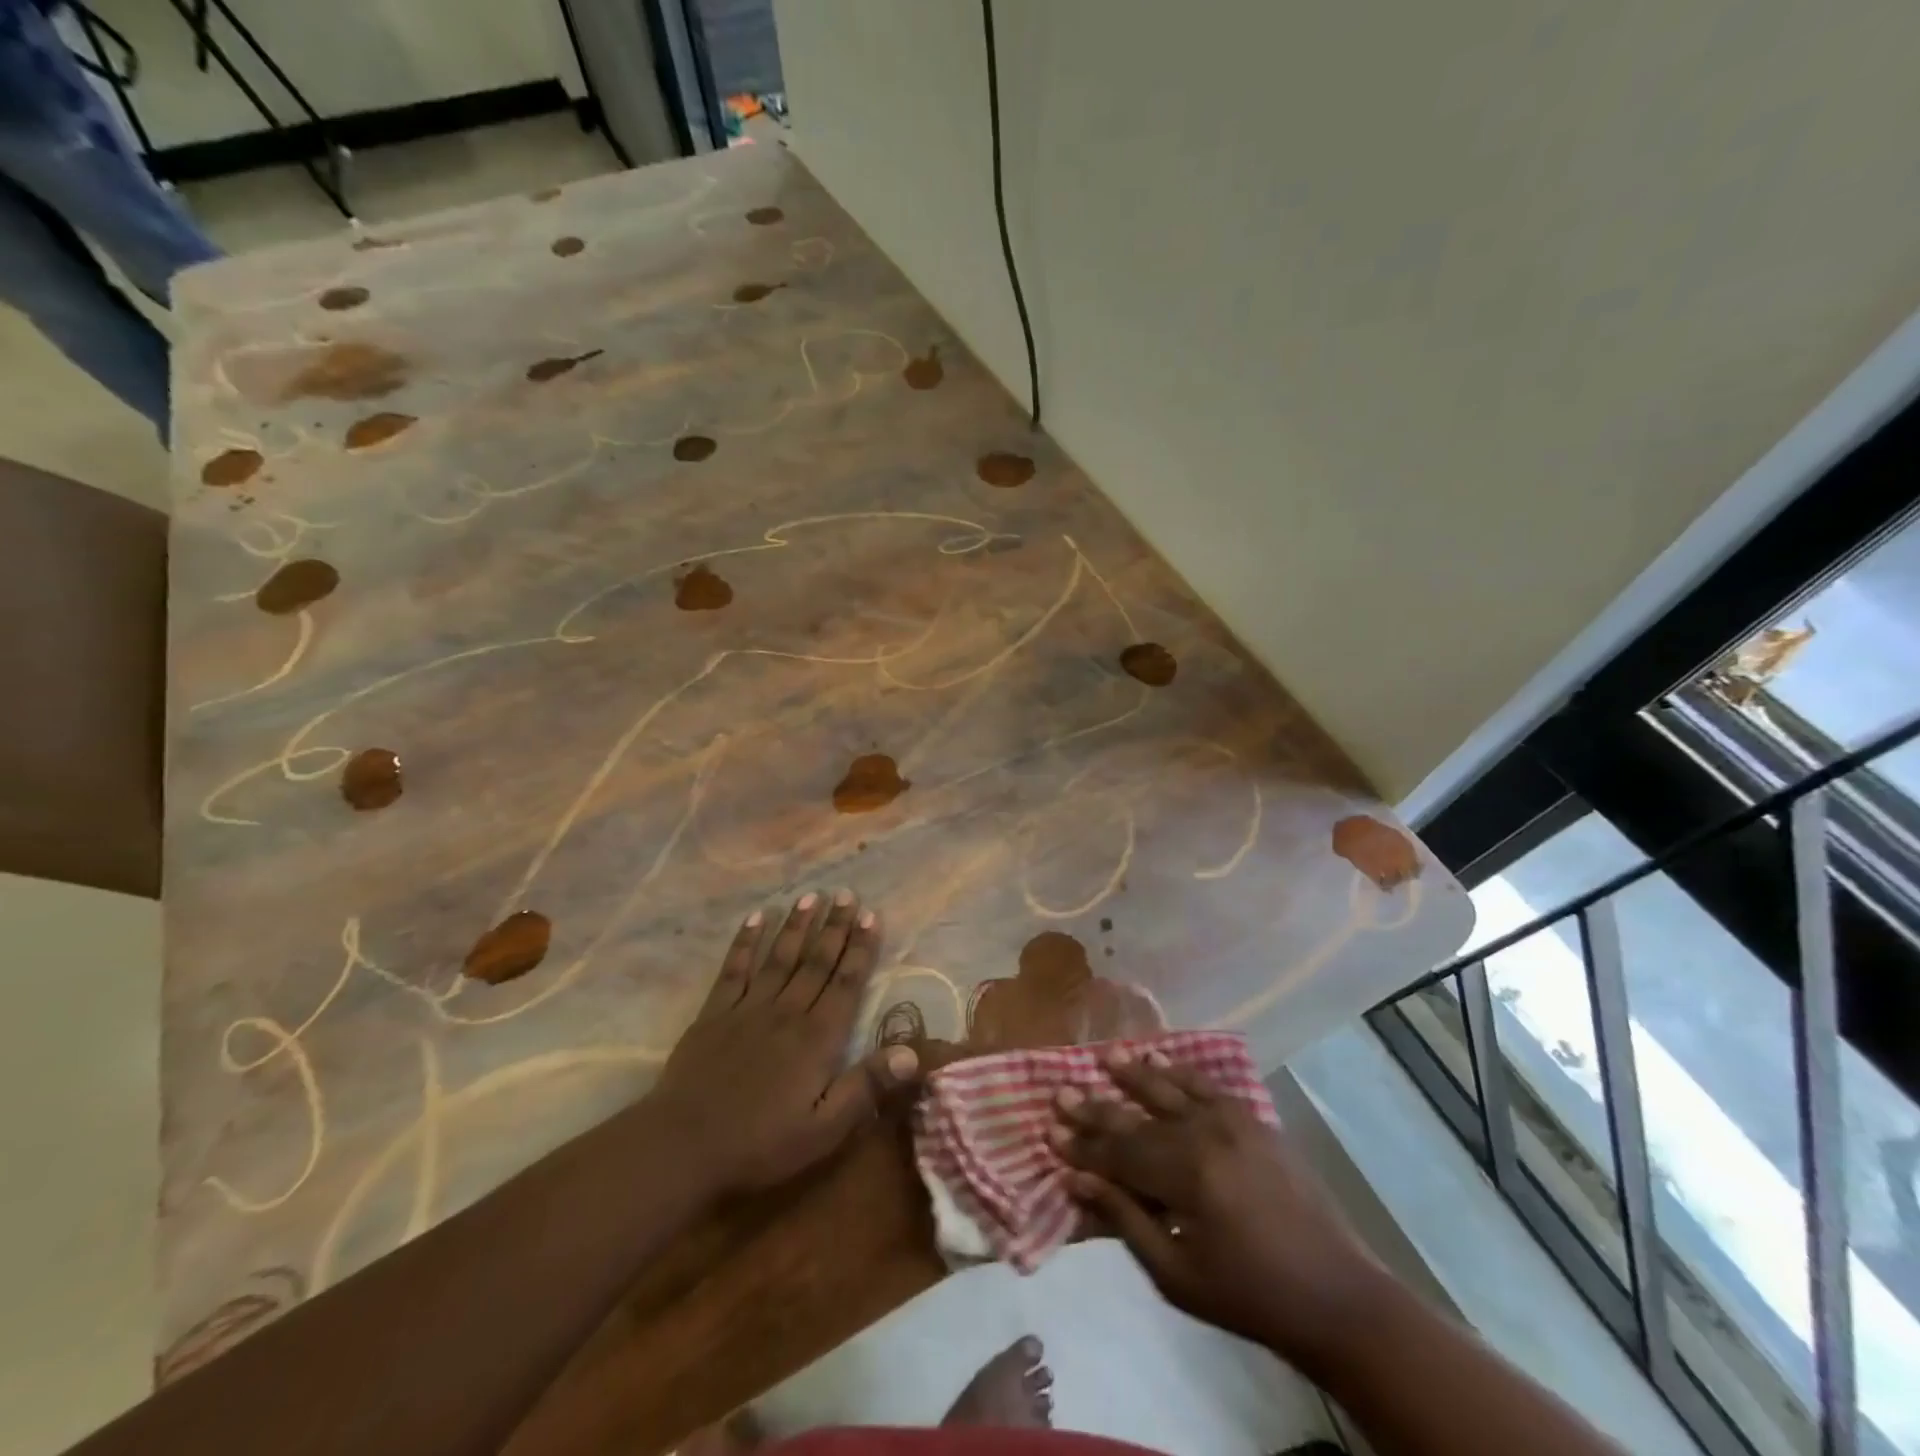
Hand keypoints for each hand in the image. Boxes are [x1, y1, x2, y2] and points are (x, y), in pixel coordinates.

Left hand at [644, 890, 918, 1200]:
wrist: (683, 1147)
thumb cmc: (760, 1144)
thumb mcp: (824, 1130)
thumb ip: (867, 1087)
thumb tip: (913, 1052)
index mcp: (817, 1038)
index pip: (846, 983)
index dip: (861, 948)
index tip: (872, 916)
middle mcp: (786, 1012)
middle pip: (816, 961)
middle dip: (834, 926)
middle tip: (847, 894)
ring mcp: (748, 1008)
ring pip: (779, 957)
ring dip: (797, 925)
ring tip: (811, 895)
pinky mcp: (714, 1013)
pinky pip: (734, 969)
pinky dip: (745, 942)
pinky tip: (755, 918)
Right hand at [1052, 1049, 1385, 1366]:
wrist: (1335, 1294)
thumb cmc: (1249, 1296)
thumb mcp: (1177, 1275)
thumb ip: (1126, 1220)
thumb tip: (1076, 1181)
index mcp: (1186, 1176)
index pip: (1119, 1154)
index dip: (1083, 1146)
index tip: (1050, 1132)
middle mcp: (1205, 1135)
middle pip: (1138, 1117)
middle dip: (1096, 1108)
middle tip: (1061, 1093)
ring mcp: (1232, 1121)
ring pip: (1170, 1089)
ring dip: (1134, 1075)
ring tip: (1106, 1057)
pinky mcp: (1253, 1119)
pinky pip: (1207, 1085)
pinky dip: (1179, 1071)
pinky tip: (1159, 1061)